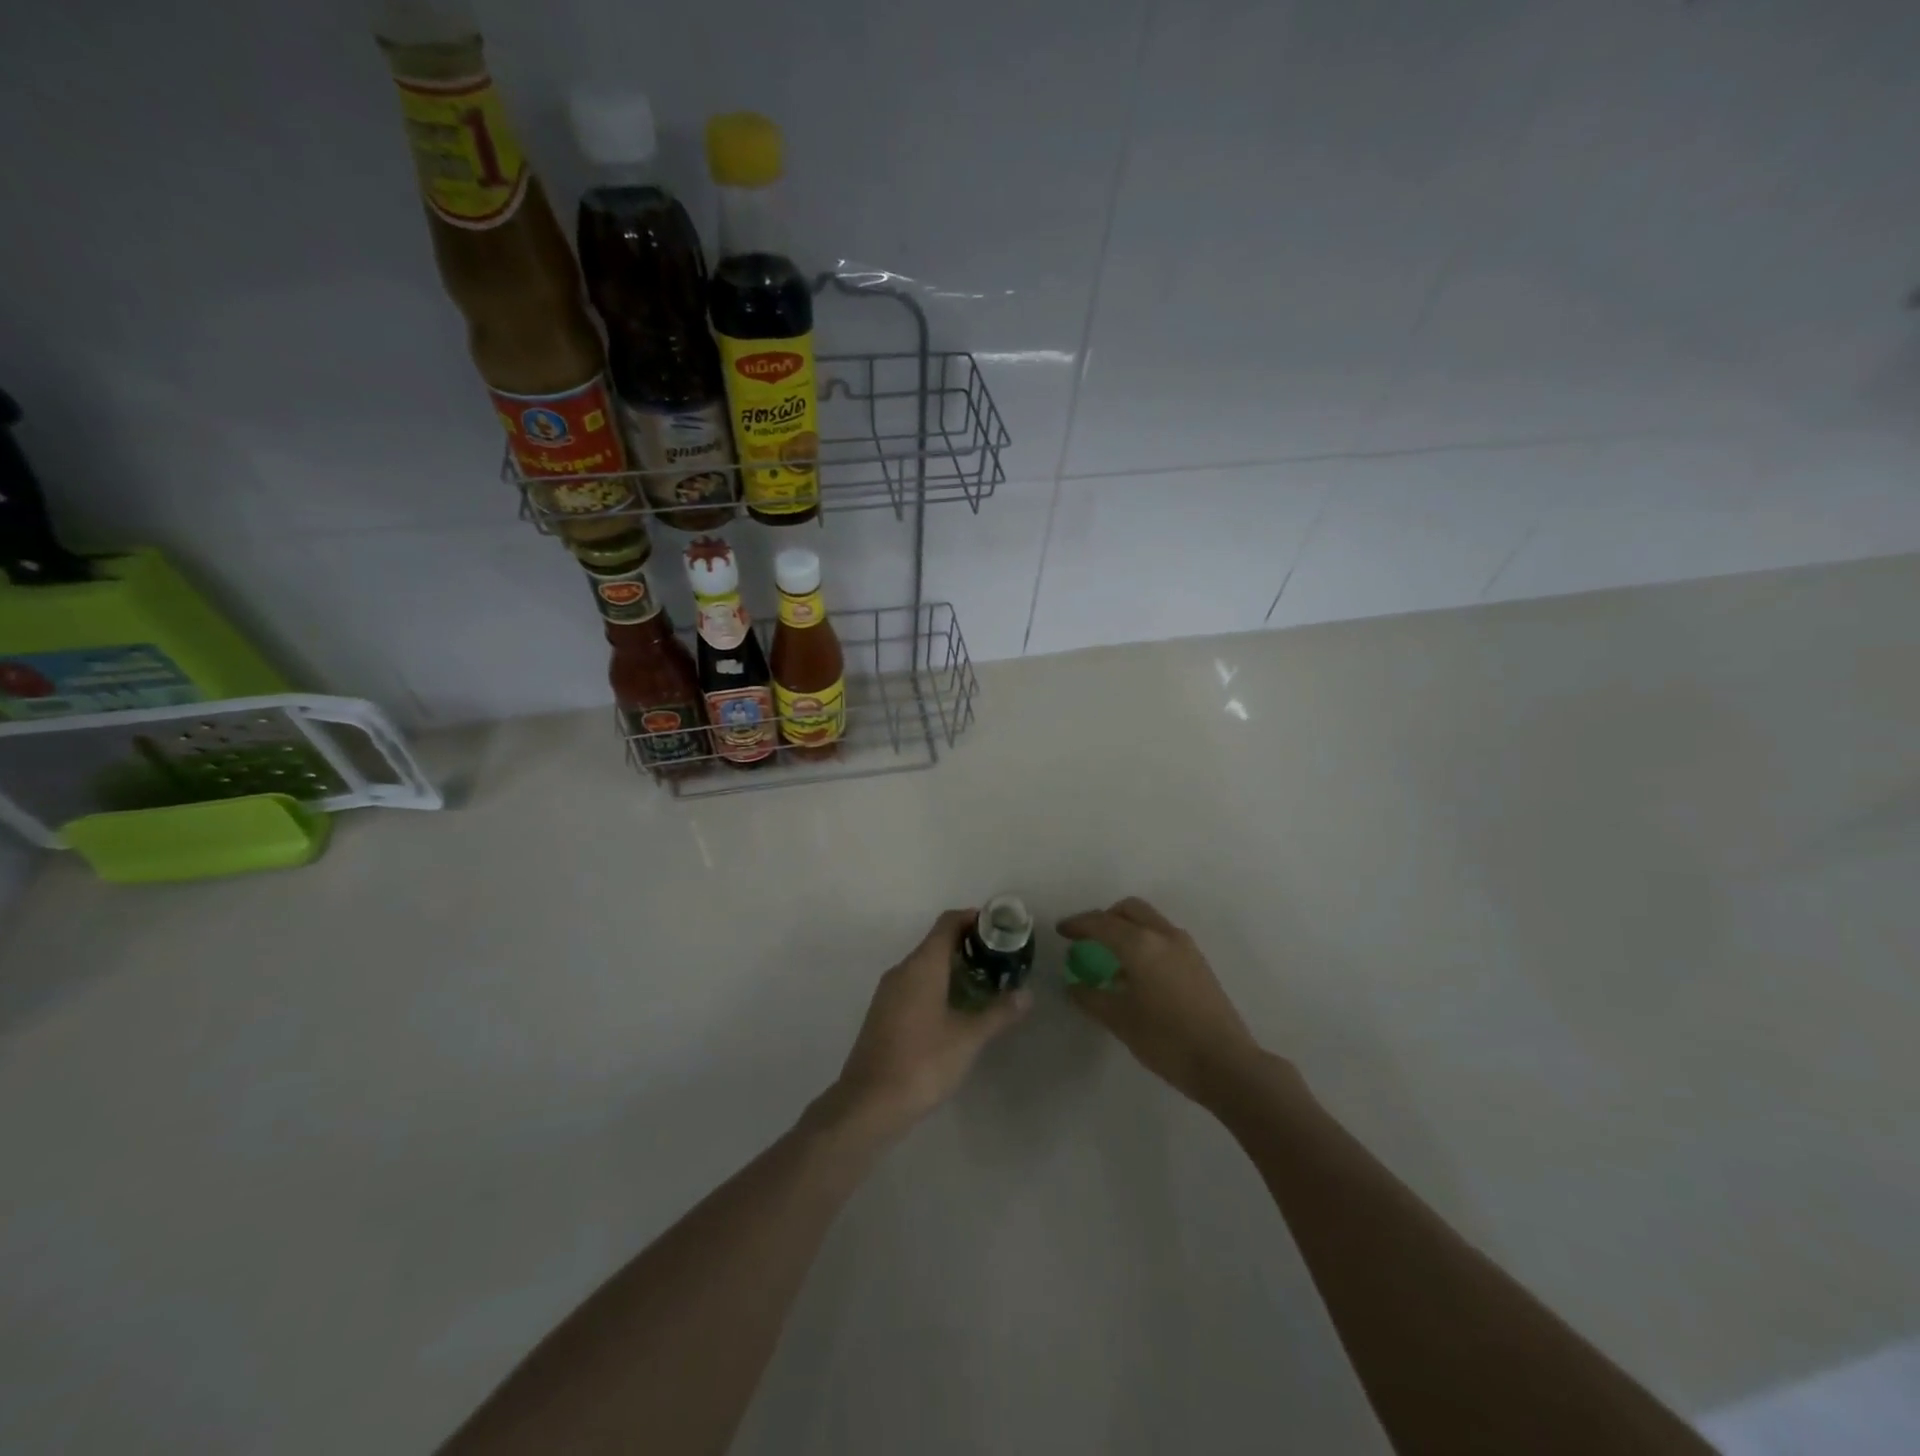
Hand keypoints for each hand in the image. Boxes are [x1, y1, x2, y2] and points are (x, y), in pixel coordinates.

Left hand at [832, 909, 1031, 1131]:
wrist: (869, 1103)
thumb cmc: (923, 1062)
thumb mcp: (968, 1038)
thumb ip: (998, 1013)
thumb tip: (1027, 994)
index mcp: (922, 965)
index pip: (948, 923)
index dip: (973, 919)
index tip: (999, 928)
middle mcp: (902, 970)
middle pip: (936, 942)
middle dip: (968, 946)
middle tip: (1000, 960)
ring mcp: (889, 992)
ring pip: (925, 965)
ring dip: (953, 968)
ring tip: (985, 985)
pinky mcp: (883, 1013)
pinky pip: (914, 985)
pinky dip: (937, 985)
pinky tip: (956, 1010)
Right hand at [1057, 897, 1265, 1105]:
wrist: (1226, 1063)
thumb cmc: (1166, 1040)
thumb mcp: (1120, 1020)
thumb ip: (1091, 998)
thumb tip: (1073, 986)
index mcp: (1140, 944)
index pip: (1101, 923)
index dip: (1078, 925)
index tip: (1061, 931)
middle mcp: (1163, 935)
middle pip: (1129, 909)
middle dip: (1105, 918)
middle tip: (1087, 938)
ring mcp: (1185, 947)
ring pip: (1149, 921)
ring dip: (1127, 928)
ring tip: (1111, 957)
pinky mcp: (1198, 963)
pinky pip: (1163, 938)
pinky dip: (1144, 942)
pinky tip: (1137, 974)